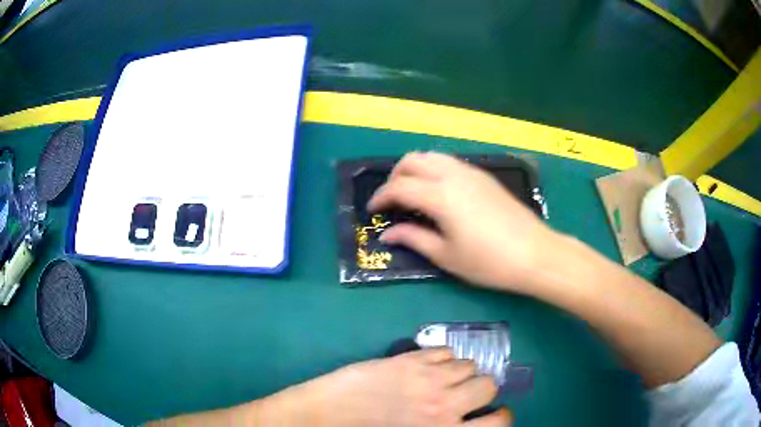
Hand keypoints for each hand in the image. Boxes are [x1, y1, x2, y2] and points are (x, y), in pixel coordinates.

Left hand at [263, 348, 510, 426]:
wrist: (322, 420)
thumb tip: (462, 423)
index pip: (499, 423)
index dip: (499, 417)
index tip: (490, 415)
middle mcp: (445, 407)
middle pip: (488, 385)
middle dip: (481, 390)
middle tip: (465, 394)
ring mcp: (427, 380)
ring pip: (468, 364)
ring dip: (462, 371)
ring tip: (445, 378)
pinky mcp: (407, 361)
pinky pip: (444, 350)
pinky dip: (443, 357)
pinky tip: (430, 365)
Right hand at [368, 152, 557, 292]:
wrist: (534, 253)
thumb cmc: (488, 261)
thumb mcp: (446, 256)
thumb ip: (413, 239)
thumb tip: (387, 234)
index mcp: (440, 196)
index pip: (399, 187)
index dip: (381, 197)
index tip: (373, 210)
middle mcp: (453, 175)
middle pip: (413, 160)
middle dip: (395, 176)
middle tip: (392, 199)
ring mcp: (471, 172)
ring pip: (433, 156)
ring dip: (415, 169)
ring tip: (412, 194)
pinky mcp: (484, 176)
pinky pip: (450, 162)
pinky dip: (434, 170)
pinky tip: (439, 193)